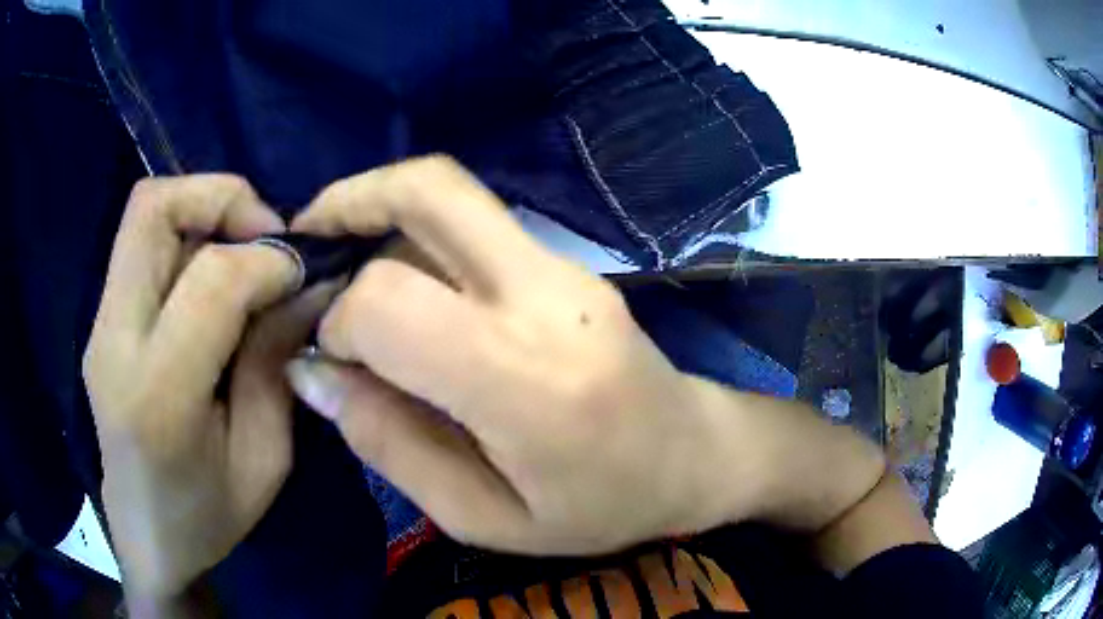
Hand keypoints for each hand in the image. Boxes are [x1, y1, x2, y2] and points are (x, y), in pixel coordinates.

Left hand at [84, 176, 336, 599]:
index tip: (303, 272)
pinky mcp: (100, 321)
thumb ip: (276, 363)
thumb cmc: (208, 517)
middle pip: (153, 209)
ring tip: (243, 254)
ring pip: (144, 212)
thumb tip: (307, 283)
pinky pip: (141, 243)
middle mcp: (114, 342)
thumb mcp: (263, 459)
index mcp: (158, 395)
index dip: (267, 259)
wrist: (146, 538)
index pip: (210, 279)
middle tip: (266, 235)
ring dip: (204, 212)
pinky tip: (212, 280)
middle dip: (221, 197)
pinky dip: (186, 236)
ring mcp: (99, 326)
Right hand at [286, 156, 882, 555]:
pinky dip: (418, 234)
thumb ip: (389, 442)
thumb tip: (313, 372)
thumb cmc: (597, 508)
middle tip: (309, 238)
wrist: (692, 457)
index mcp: (523, 378)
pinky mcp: (569, 263)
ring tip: (344, 262)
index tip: (331, 358)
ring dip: (381, 212)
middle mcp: (544, 295)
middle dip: (351, 199)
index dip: (338, 321)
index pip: (388, 301)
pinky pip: (476, 224)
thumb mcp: (482, 515)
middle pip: (430, 190)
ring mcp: (564, 267)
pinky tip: (402, 283)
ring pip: (451, 196)